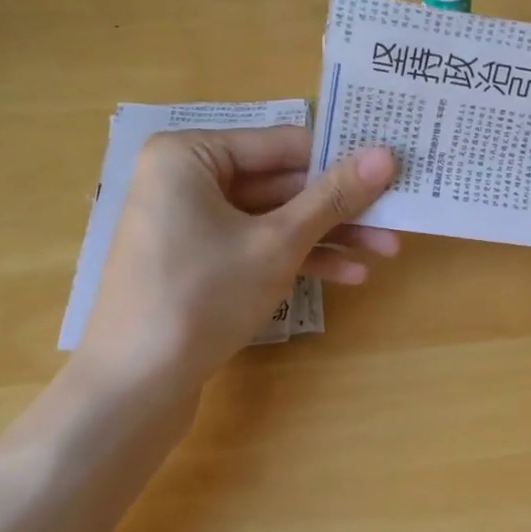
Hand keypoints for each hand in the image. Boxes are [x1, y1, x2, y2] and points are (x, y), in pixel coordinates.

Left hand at [75, 126, 398, 395]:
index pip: (284, 144)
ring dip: (328, 236)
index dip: (341, 159)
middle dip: (340, 208)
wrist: (134, 387)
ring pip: (273, 219)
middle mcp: (186, 179)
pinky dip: (297, 258)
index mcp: (191, 155)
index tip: (393, 172)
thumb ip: (333, 196)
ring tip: (385, 252)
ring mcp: (191, 223)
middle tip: (396, 218)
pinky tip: (348, 276)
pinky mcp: (198, 261)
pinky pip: (255, 245)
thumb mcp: (278, 242)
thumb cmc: (203, 296)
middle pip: (281, 184)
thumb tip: (386, 154)